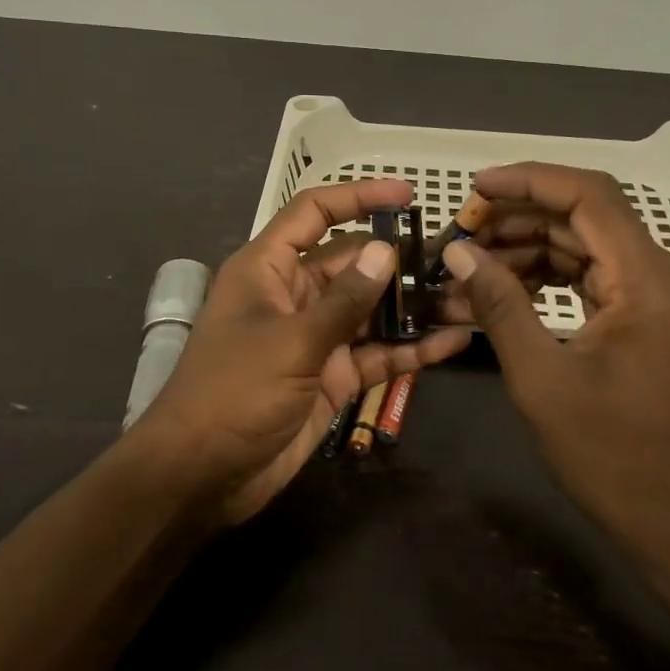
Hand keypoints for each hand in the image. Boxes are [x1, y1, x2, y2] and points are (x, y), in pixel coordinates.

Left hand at [131, 179, 470, 526]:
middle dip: (399, 259)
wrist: (202, 475)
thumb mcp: (291, 342)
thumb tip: (385, 250)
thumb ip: (344, 301)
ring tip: (466, 296)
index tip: (407, 195)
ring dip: (412, 306)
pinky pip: (377, 354)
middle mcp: (294, 296)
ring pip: (370, 310)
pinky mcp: (333, 377)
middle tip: (455, 258)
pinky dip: (411, 349)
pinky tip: (453, 343)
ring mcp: (315, 338)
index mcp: (268, 269)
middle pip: (352, 263)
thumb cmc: (233, 393)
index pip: (314, 214)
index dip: (358, 196)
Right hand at [438, 163, 669, 573]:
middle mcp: (663, 274)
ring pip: (582, 246)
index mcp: (648, 280)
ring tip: (466, 271)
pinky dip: (544, 280)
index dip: (528, 181)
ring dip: (524, 252)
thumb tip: (457, 250)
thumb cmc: (608, 453)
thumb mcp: (540, 375)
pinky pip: (590, 278)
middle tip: (459, 237)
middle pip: (583, 218)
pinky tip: (497, 294)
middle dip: (516, 221)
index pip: (588, 196)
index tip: (474, 189)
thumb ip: (499, 303)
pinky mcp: (646, 316)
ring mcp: (657, 295)